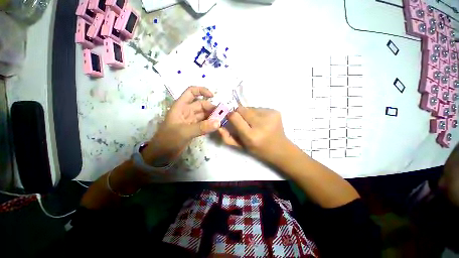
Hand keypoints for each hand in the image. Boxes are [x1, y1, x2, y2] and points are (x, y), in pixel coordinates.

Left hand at [142, 86, 220, 164]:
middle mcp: (186, 111)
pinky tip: (217, 126)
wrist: (161, 155)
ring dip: (212, 116)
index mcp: (181, 106)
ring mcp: (191, 120)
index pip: (191, 92)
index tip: (213, 96)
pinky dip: (210, 124)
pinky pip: (204, 123)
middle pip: (201, 104)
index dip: (202, 91)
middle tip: (222, 115)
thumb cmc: (168, 140)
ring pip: (204, 114)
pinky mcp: (194, 128)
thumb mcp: (184, 132)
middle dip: (211, 108)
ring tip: (222, 120)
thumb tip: (218, 122)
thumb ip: (202, 127)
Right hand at [218, 107, 290, 163]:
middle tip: (243, 122)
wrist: (280, 149)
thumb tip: (219, 126)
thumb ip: (227, 137)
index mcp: (251, 135)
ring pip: (250, 108)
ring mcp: (270, 115)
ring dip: (248, 114)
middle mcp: (261, 124)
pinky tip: (262, 121)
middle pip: (241, 109)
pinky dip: (257, 113)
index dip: (230, 116)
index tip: (230, 118)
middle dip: (239, 114)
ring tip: (254, 123)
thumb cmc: (258, 149)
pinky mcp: (275, 111)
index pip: (234, 116)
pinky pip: (259, 108)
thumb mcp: (241, 147)